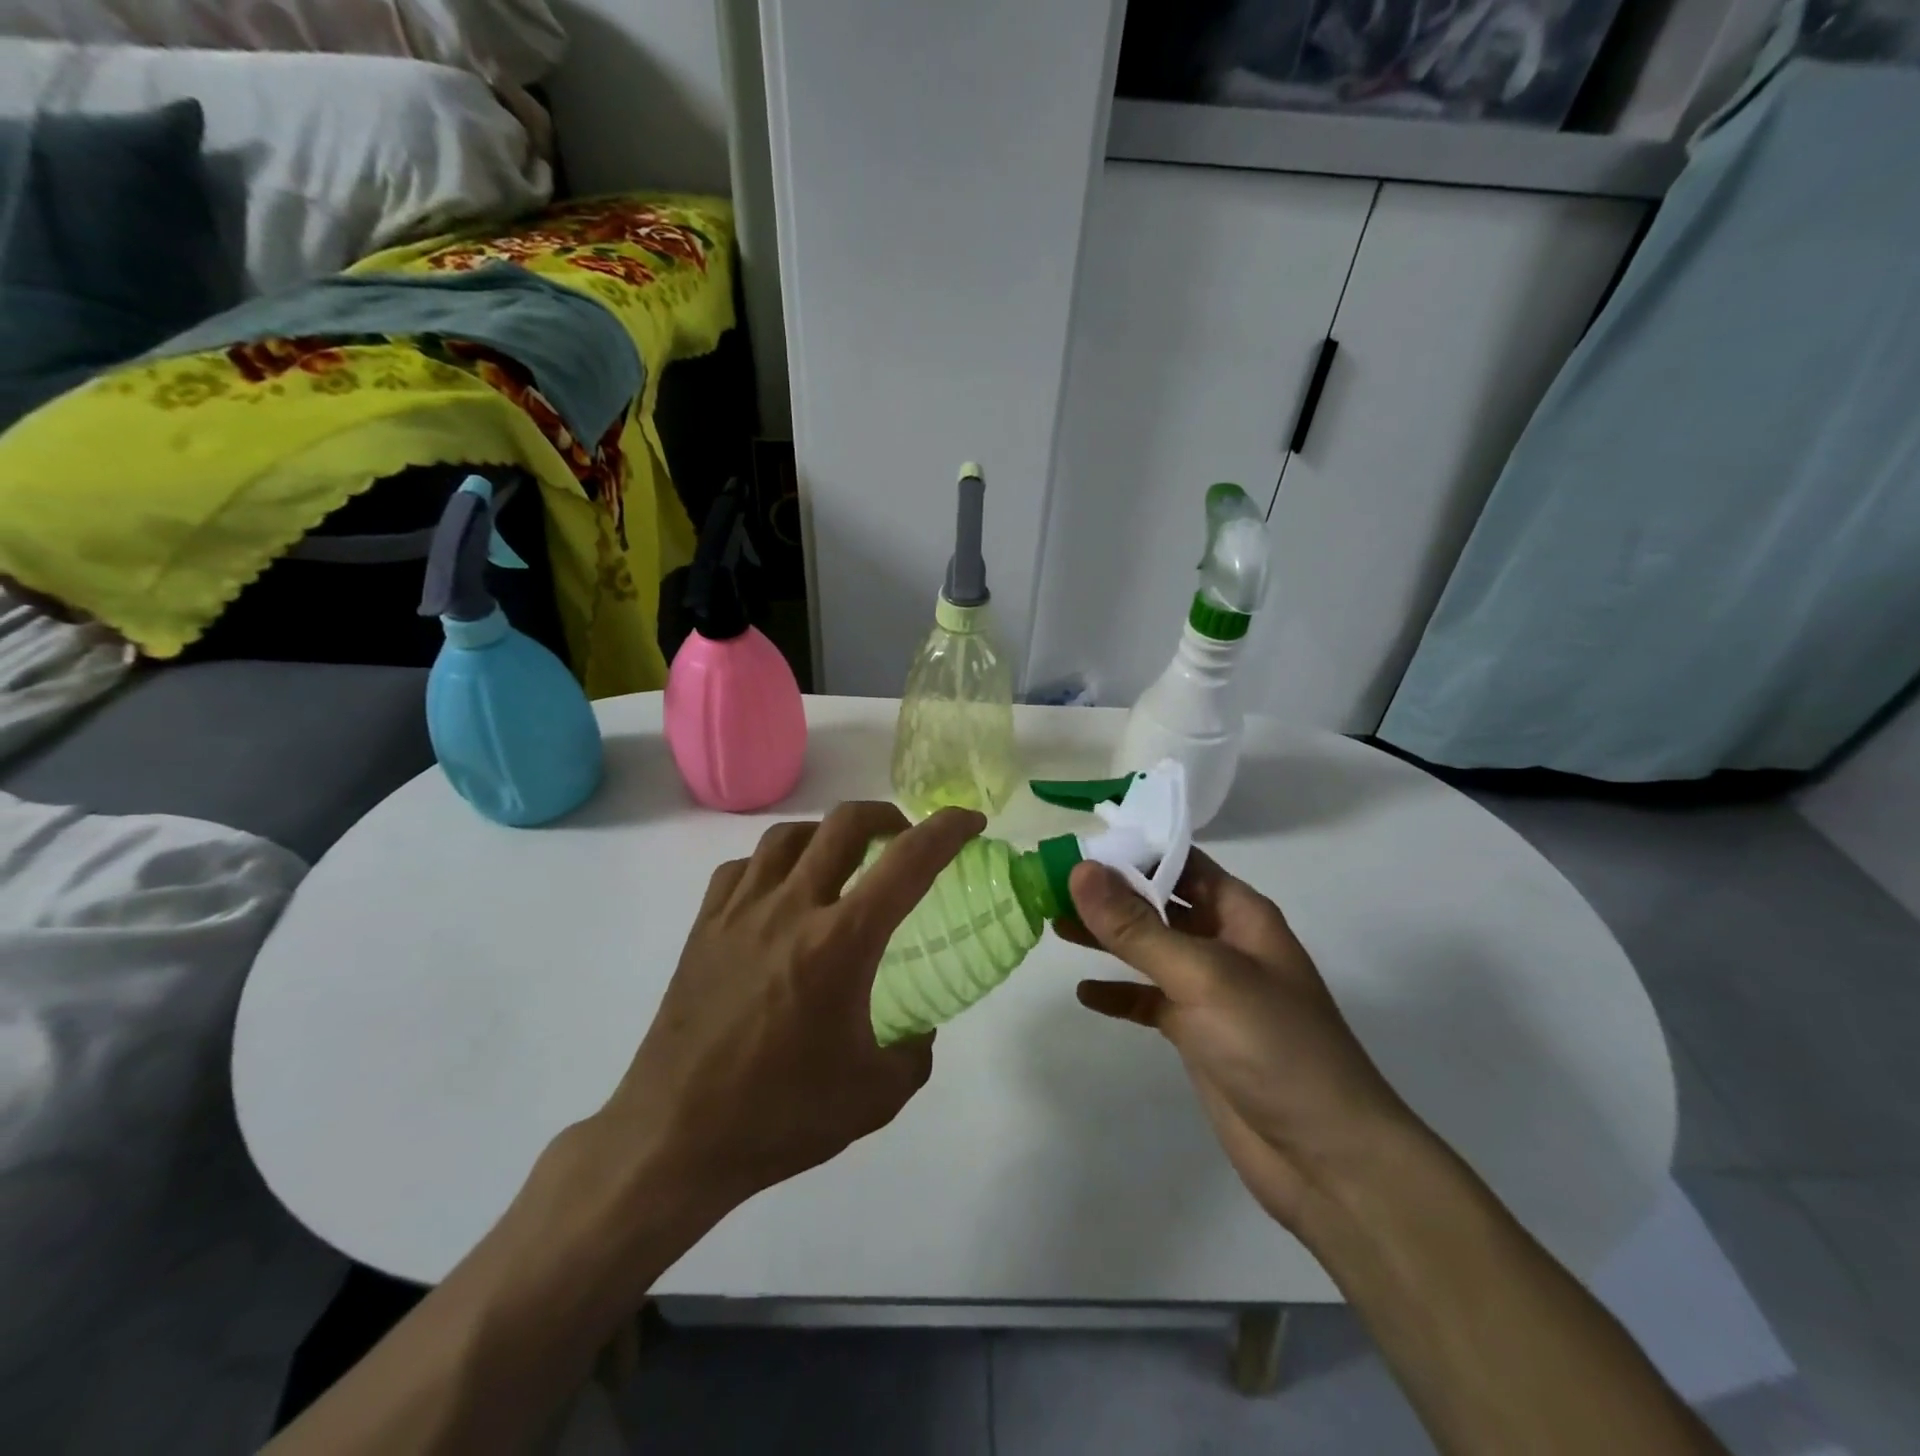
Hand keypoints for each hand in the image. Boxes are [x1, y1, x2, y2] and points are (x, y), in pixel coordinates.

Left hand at [592, 802, 984, 1211]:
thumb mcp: (875, 1096)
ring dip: (827, 834)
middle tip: (903, 839)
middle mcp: (791, 908)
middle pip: (844, 824)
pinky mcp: (704, 927)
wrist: (674, 1139)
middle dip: (886, 816)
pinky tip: (779, 894)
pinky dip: (773, 864)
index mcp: (840, 942)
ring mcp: (740, 912)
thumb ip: (914, 1052)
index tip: (970, 821)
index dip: (947, 830)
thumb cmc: (780, 1116)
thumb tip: (918, 1028)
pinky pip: (743, 868)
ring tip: (841, 861)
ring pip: (789, 835)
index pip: (908, 862)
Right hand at [1065, 851, 1418, 1229]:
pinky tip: (1085, 993)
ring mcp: (1209, 990)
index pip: (1179, 861)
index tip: (1074, 844)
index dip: (1131, 849)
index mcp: (1239, 913)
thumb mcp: (1202, 975)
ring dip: (1105, 937)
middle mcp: (1223, 942)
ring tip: (1052, 923)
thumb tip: (1080, 869)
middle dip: (1109, 892)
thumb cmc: (1273, 1045)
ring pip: (1148, 949)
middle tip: (1050, 882)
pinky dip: (1118, 993)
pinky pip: (1148, 1001)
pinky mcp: (1196, 1034)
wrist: (1327, 1158)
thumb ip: (1137, 926)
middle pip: (1158, 902)